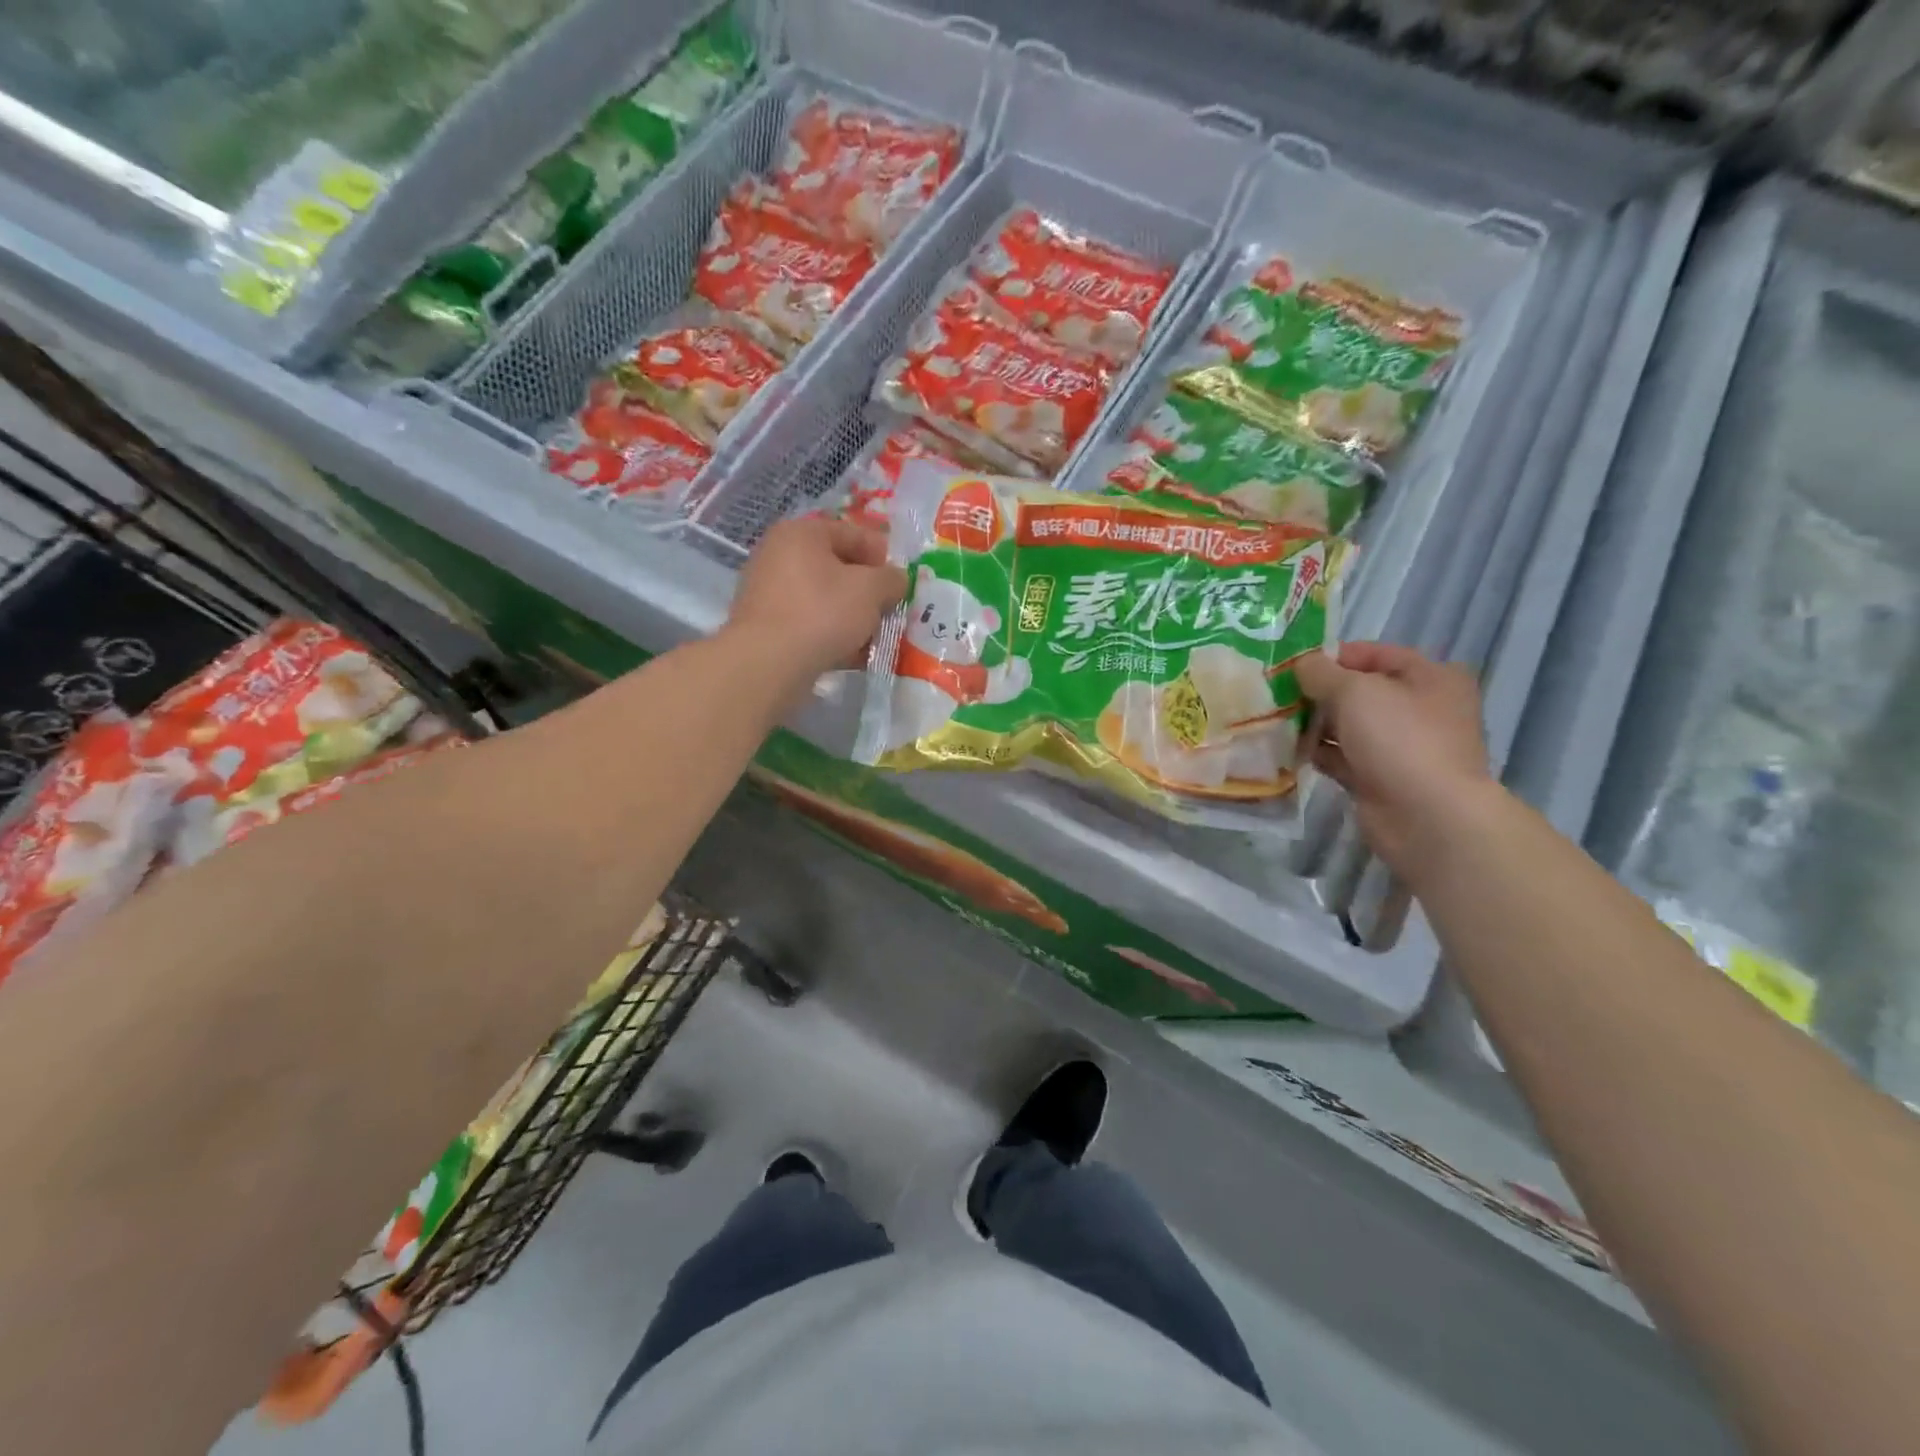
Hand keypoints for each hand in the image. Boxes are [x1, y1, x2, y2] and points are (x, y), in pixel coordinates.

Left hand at [727, 516, 906, 688]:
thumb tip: (897, 580)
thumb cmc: (822, 613)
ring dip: (853, 616)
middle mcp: (779, 555)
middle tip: (890, 610)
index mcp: (801, 533)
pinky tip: (852, 655)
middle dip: (868, 591)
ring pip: (825, 599)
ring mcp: (768, 591)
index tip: (902, 581)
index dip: (884, 556)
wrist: (768, 664)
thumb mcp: (871, 590)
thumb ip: (891, 579)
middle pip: (838, 568)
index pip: (853, 534)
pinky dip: (832, 634)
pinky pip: (809, 623)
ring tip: (874, 637)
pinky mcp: (766, 626)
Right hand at [1295, 642, 1493, 874]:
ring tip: (1277, 722)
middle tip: (1278, 694)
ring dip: (1315, 724)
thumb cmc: (1398, 738)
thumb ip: (1321, 673)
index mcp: (1431, 678)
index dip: (1333, 656)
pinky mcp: (1382, 778)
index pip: (1375, 654)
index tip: (1294, 665)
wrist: (1426, 816)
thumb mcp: (1354, 691)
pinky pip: (1344, 757)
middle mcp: (1421, 708)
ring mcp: (1402, 747)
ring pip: (1349, 726)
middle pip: (1360, 691)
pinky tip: (1291, 750)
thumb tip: (1301, 665)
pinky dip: (1320, 753)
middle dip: (1319, 692)